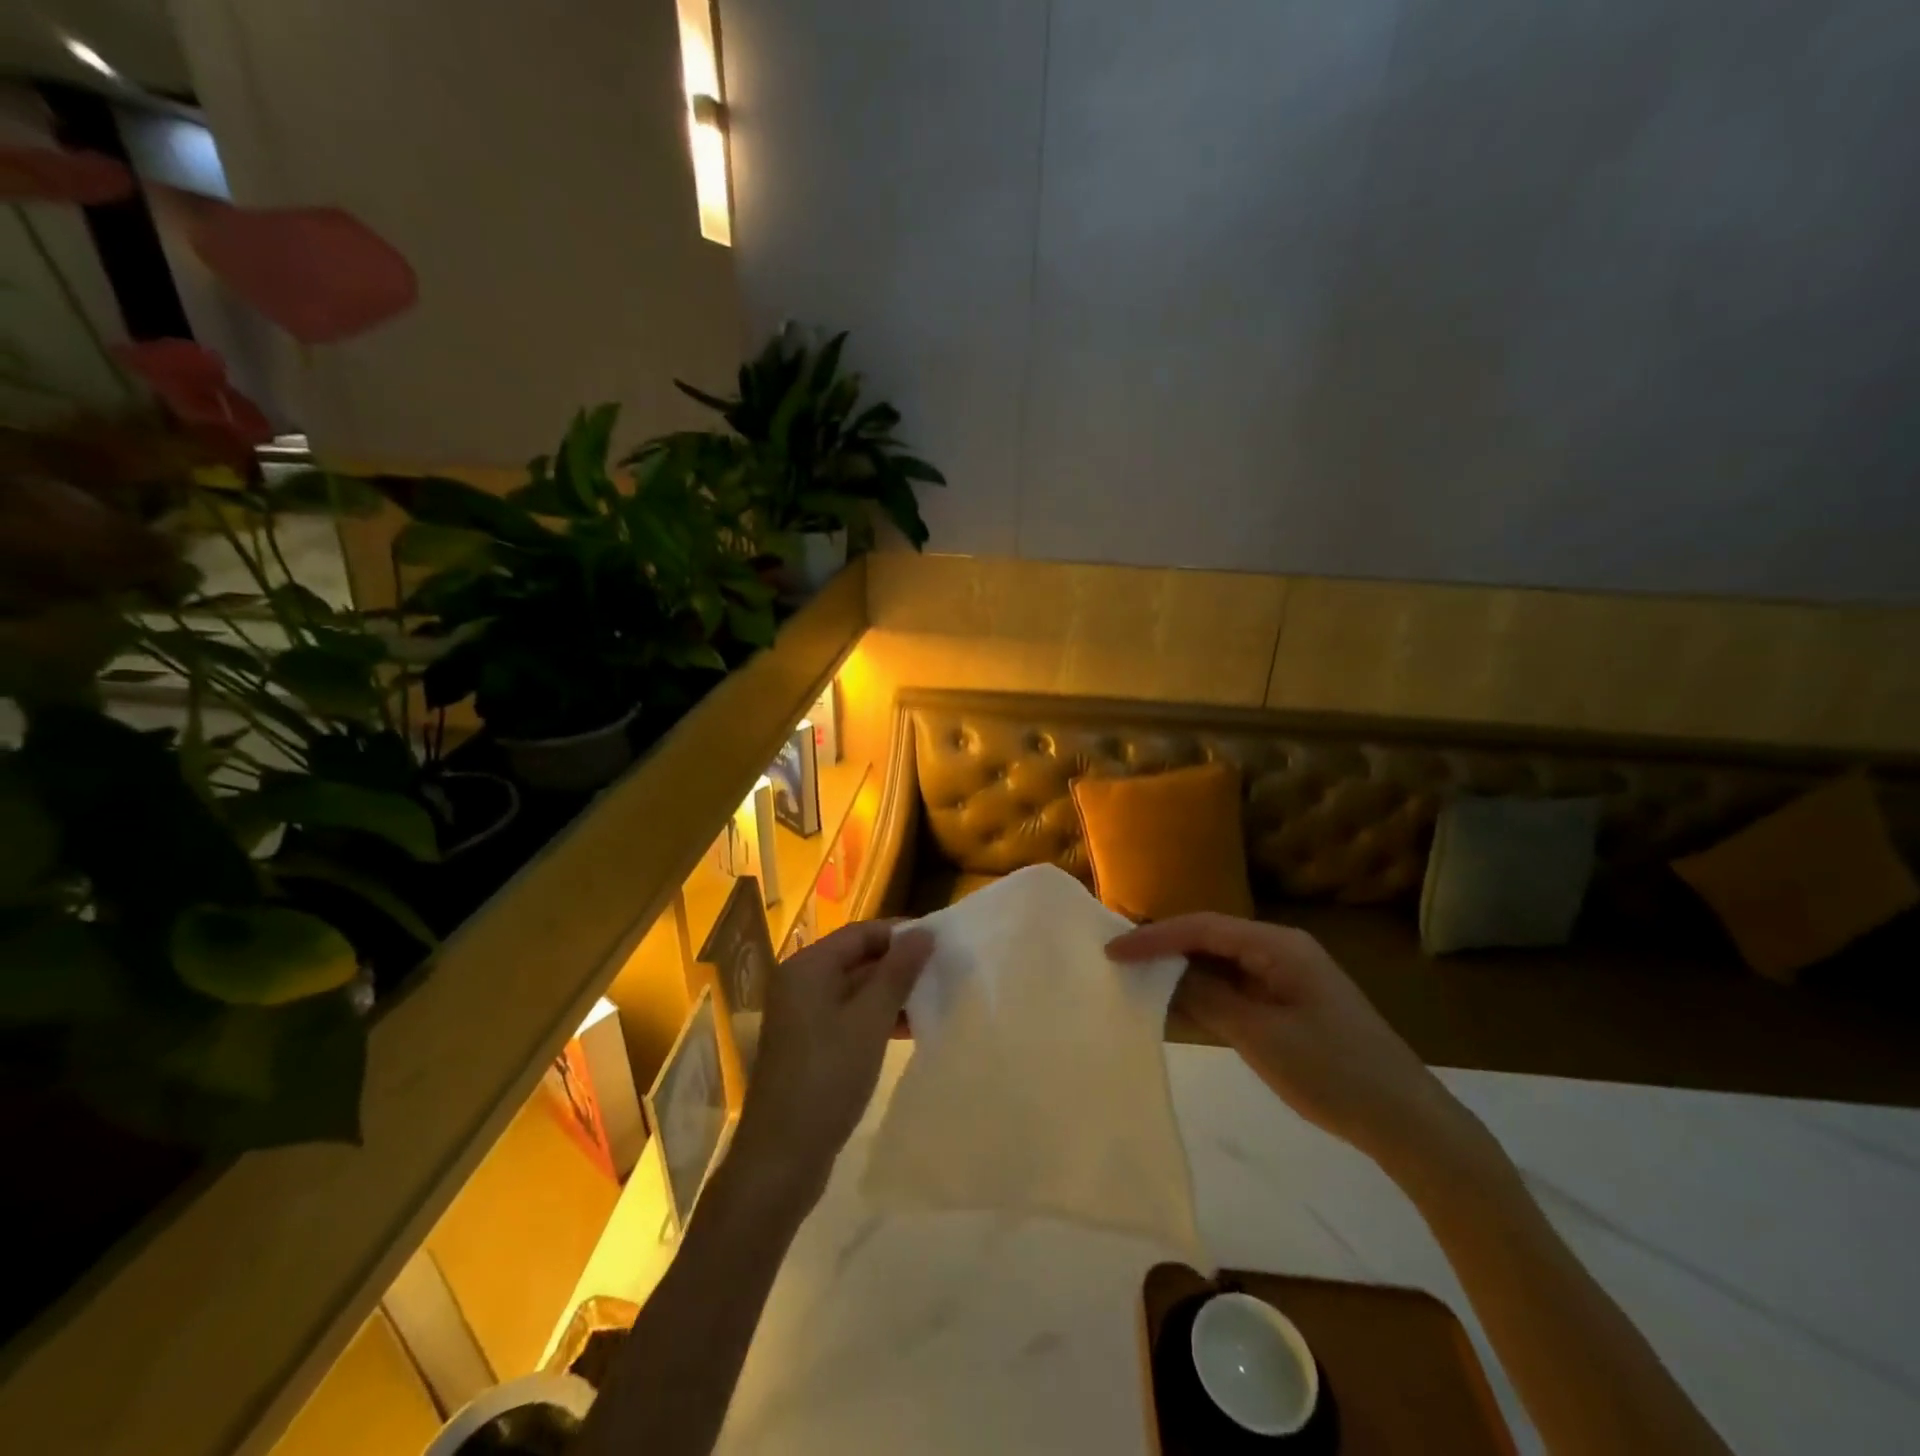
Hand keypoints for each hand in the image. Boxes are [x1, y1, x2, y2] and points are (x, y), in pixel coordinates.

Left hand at [733, 920, 932, 1205]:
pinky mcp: (809, 1046)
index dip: (900, 935)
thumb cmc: (827, 1078)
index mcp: (807, 967)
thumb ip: (898, 973)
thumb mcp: (870, 1021)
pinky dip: (877, 1018)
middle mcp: (800, 983)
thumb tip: (924, 932)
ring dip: (892, 994)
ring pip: (855, 990)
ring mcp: (802, 1017)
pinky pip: (849, 1017)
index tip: (940, 945)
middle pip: (857, 959)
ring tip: (934, 1001)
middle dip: (899, 965)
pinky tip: (909, 1030)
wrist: (781, 1158)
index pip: (861, 933)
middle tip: (943, 974)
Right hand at [1107, 913, 1482, 1171]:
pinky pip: (1236, 988)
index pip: (1202, 928)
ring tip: (1136, 980)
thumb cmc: (1333, 1073)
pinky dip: (1206, 996)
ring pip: (1221, 964)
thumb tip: (1162, 973)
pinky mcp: (1289, 1003)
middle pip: (1210, 939)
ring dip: (1183, 973)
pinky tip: (1176, 1008)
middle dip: (1165, 949)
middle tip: (1118, 961)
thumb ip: (1206, 998)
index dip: (1154, 937)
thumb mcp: (1260, 1036)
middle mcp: (1281, 950)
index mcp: (1278, 945)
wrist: (1407, 1123)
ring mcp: (1287, 977)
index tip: (1113, 952)